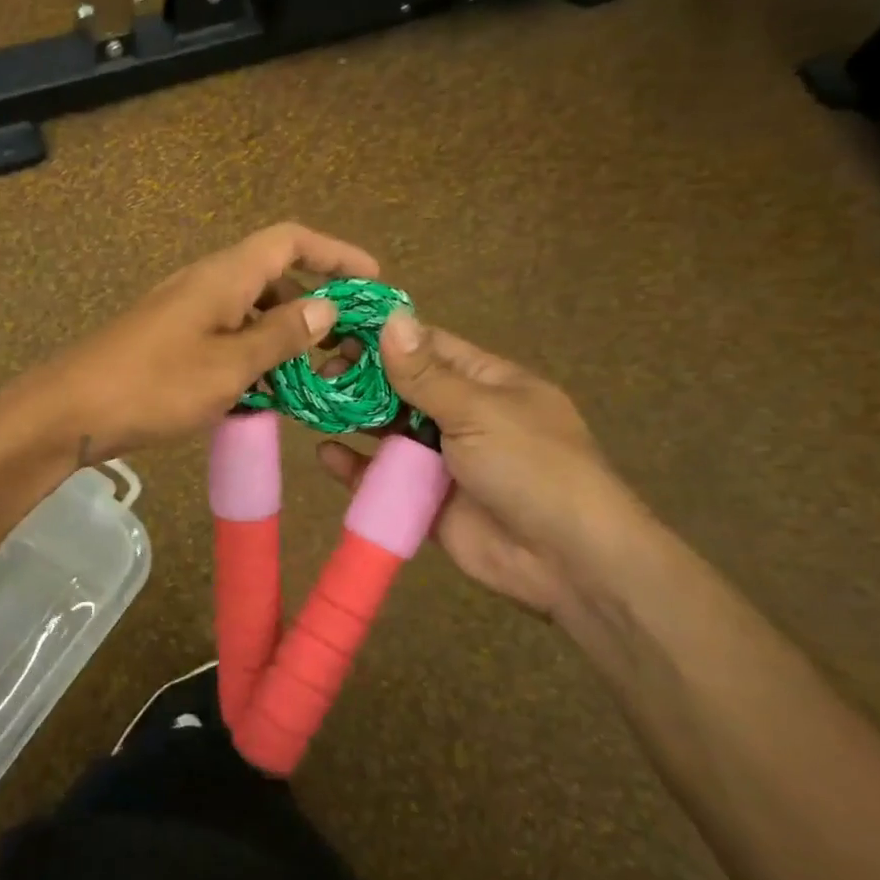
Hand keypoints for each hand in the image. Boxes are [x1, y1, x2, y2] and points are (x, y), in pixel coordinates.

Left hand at [2, 223, 379, 461]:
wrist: (71, 409)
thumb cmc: (155, 385)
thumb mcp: (230, 365)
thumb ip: (281, 334)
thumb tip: (327, 305)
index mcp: (223, 276)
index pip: (290, 240)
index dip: (335, 252)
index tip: (373, 280)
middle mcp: (205, 283)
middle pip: (272, 274)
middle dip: (313, 302)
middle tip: (344, 343)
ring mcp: (183, 311)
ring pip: (248, 310)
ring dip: (282, 335)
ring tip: (311, 375)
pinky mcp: (169, 340)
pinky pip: (224, 335)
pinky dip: (251, 354)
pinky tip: (262, 391)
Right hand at [316, 311, 655, 622]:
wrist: (568, 561)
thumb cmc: (532, 467)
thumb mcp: (479, 411)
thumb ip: (426, 374)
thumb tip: (391, 319)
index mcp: (487, 383)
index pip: (428, 347)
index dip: (384, 337)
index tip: (335, 329)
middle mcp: (462, 416)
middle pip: (402, 388)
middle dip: (361, 378)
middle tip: (316, 372)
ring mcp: (443, 460)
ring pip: (388, 431)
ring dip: (353, 419)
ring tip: (311, 407)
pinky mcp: (425, 500)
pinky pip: (383, 478)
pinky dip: (355, 467)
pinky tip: (326, 454)